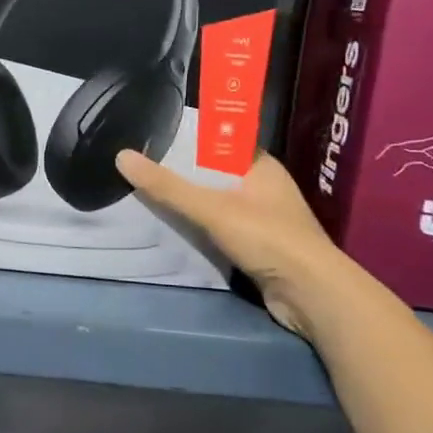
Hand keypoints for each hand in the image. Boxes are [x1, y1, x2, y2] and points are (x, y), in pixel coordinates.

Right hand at [114, 147, 344, 336]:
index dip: (190, 139)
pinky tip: (173, 229)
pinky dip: (199, 229)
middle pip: (215, 173)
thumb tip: (122, 156)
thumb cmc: (267, 238)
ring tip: (148, 195)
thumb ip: (167, 187)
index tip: (154, 138)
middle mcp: (264, 187)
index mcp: (262, 166)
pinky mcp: (259, 247)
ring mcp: (263, 219)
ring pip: (217, 203)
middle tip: (142, 167)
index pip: (221, 142)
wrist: (310, 294)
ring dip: (190, 204)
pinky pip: (220, 229)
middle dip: (183, 173)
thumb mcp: (211, 208)